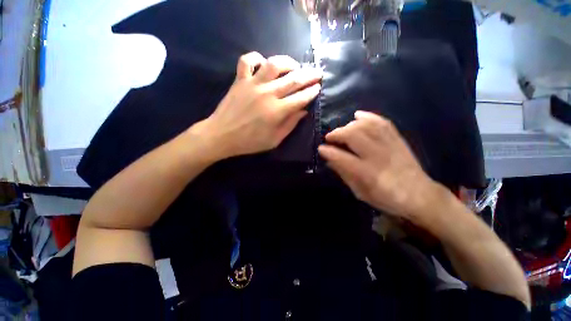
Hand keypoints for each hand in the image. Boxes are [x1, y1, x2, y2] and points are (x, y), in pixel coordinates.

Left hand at [193, 52, 321, 159]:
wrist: (222, 136)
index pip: (300, 98)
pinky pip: (247, 60)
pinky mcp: (240, 80)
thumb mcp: (274, 140)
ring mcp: (253, 84)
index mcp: (277, 111)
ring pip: (274, 64)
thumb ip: (290, 125)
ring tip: (295, 66)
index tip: (318, 88)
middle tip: (317, 72)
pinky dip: (255, 57)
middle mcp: (267, 93)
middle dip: (309, 75)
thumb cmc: (249, 142)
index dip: (311, 92)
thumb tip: (303, 111)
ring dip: (288, 62)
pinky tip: (263, 62)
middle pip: (293, 79)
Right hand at [318, 111, 439, 220]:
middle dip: (337, 133)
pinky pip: (382, 122)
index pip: (343, 158)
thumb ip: (344, 174)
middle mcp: (379, 156)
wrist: (420, 195)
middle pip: (354, 135)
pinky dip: (368, 116)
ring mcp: (390, 145)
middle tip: (330, 138)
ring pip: (366, 125)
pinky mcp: (398, 139)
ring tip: (342, 130)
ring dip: (349, 125)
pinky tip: (357, 116)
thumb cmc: (387, 198)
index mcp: (369, 174)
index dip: (329, 151)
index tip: (320, 148)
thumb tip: (330, 160)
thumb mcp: (360, 192)